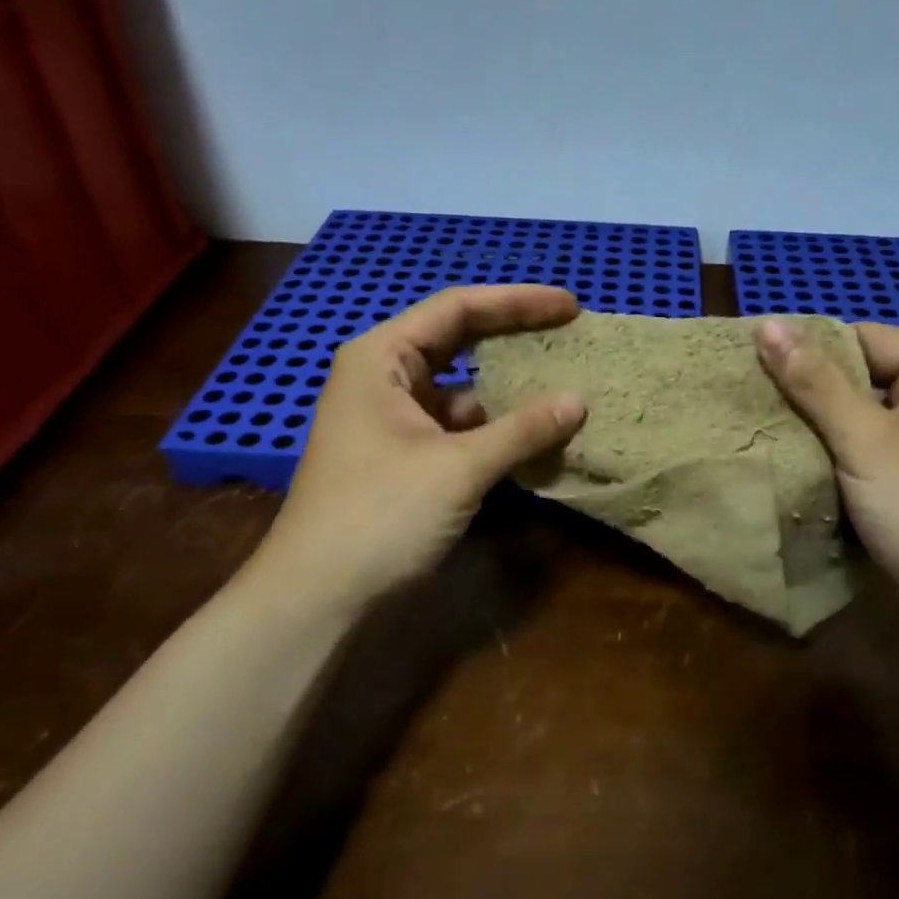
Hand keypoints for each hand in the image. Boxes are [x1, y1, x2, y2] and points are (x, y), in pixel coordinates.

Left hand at [250, 285, 586, 608]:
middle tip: (569, 337)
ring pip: (461, 392)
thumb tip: (578, 401)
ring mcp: (393, 421)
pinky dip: (495, 432)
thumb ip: (522, 430)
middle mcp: (384, 379)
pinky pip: (458, 431)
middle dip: (513, 339)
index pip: (457, 310)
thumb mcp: (458, 468)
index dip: (517, 303)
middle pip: (458, 343)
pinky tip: (534, 438)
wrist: (320, 595)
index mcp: (382, 359)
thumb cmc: (380, 515)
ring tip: (563, 389)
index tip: (571, 307)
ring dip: (508, 393)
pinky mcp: (404, 459)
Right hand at [755, 320, 898, 603]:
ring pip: (862, 408)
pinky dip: (839, 446)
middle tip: (754, 405)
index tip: (752, 373)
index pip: (859, 338)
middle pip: (862, 373)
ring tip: (768, 429)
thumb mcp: (863, 440)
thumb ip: (815, 382)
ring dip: (820, 422)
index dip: (806, 354)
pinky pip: (871, 438)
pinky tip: (804, 457)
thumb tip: (766, 324)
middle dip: (811, 391)